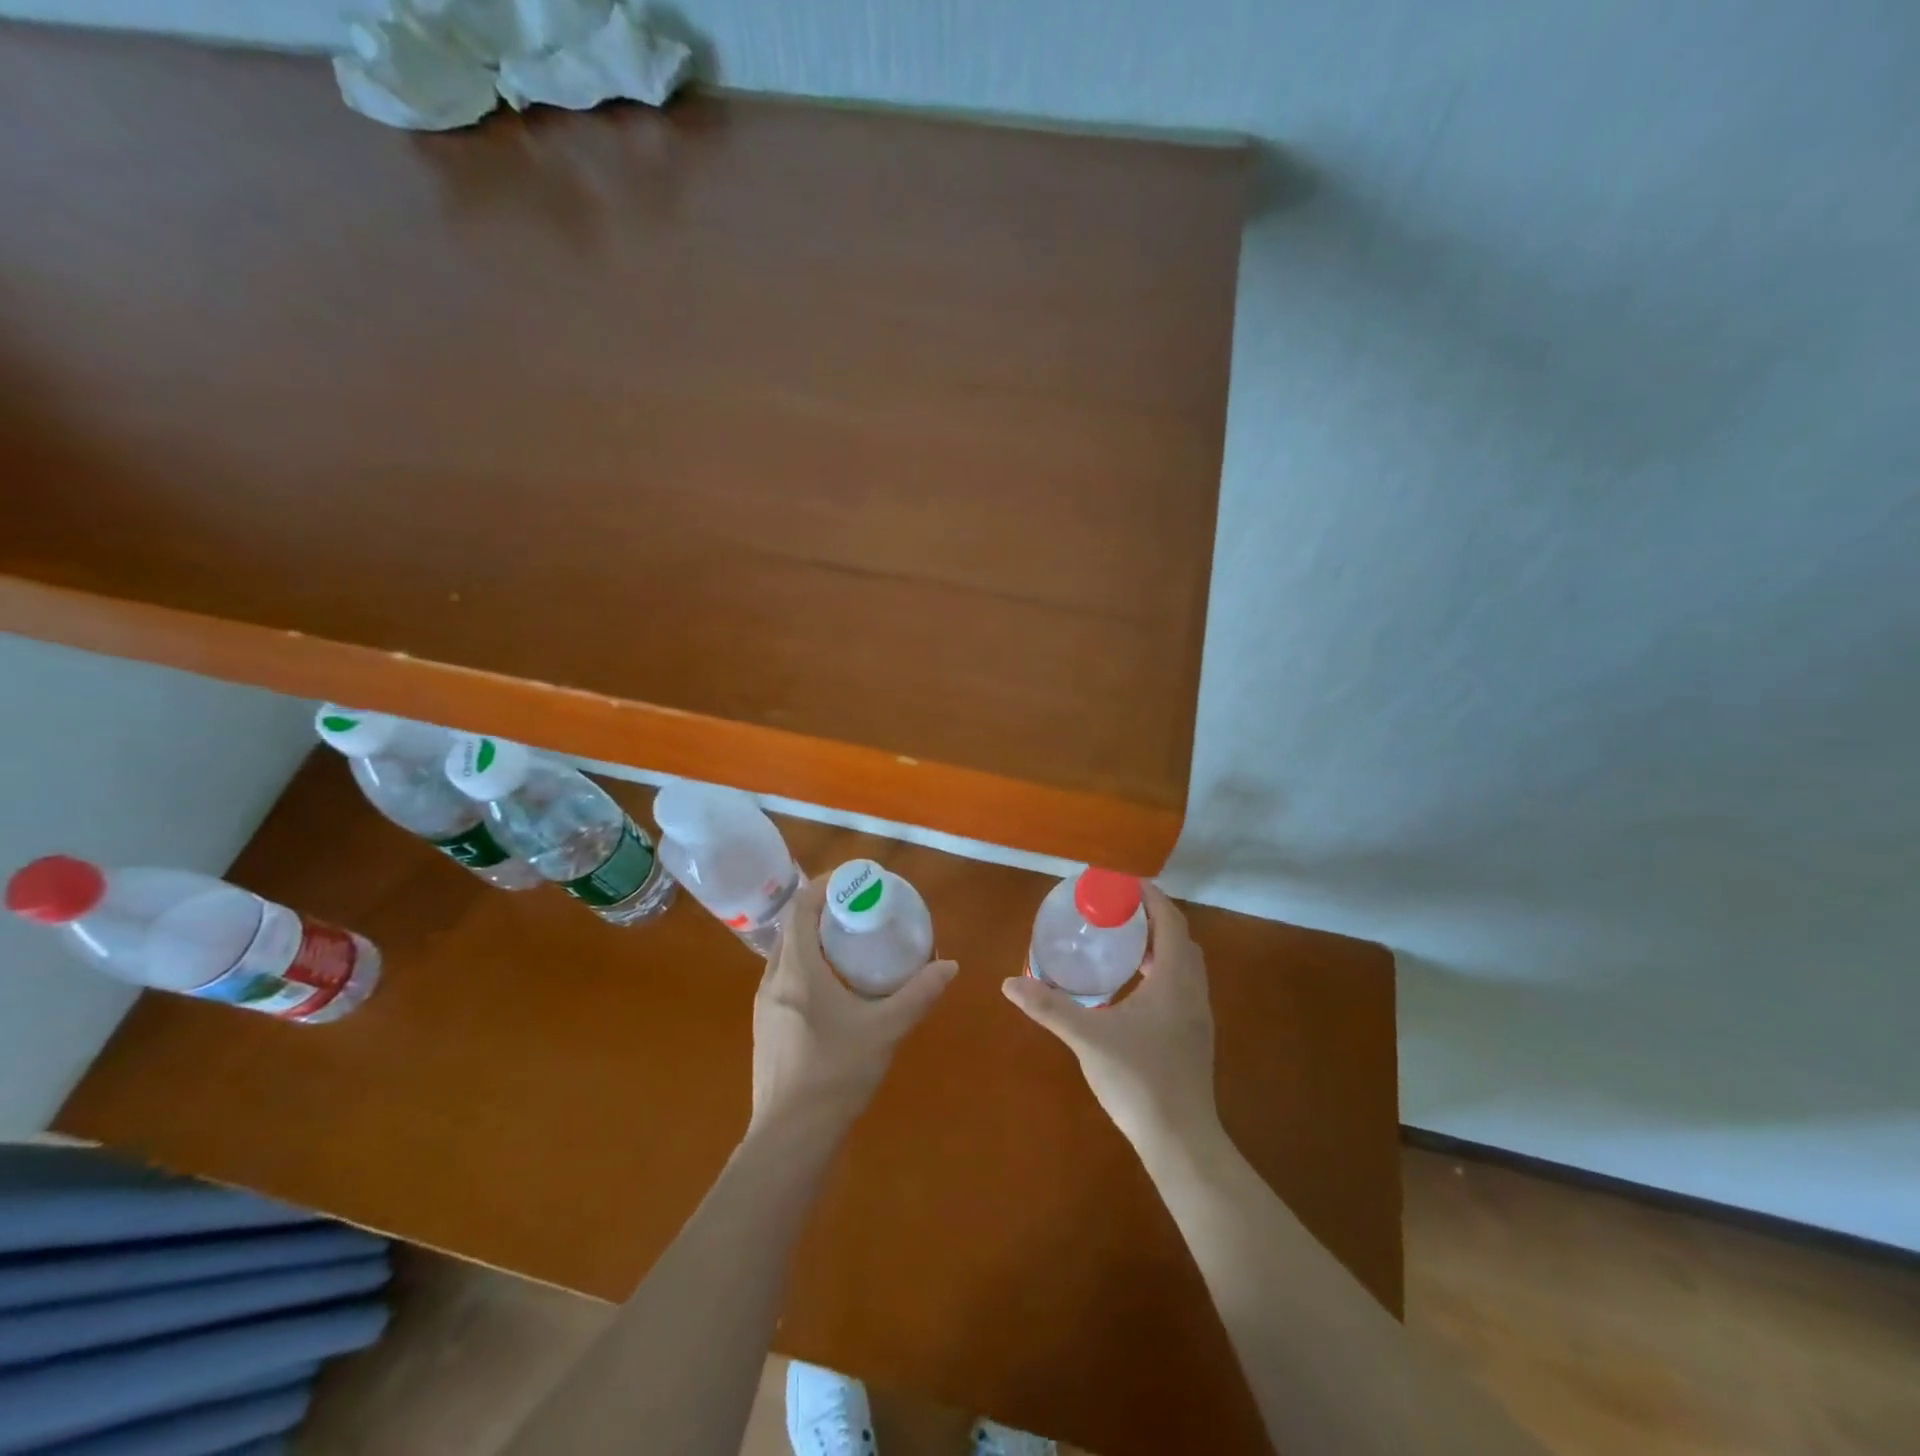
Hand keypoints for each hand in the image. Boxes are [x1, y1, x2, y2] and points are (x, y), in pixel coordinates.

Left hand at [749, 875, 956, 1135]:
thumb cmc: (836, 1072)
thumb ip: (918, 994)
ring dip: (813, 940)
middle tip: (858, 910)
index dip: (824, 886)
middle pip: (792, 928)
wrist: (790, 1135)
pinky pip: (784, 979)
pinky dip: (806, 966)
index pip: (801, 908)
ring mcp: (764, 1004)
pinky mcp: (766, 1026)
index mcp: (796, 969)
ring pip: (786, 955)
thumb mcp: (885, 1029)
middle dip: (822, 911)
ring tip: (849, 944)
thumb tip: (949, 966)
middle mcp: (773, 979)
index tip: (853, 880)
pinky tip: (833, 988)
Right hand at [1001, 883, 1218, 1151]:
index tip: (1122, 883)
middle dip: (1152, 917)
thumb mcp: (1088, 1039)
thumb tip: (1009, 983)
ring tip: (1121, 941)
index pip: (1170, 921)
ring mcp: (1197, 1016)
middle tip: (1116, 910)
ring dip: (1158, 945)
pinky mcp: (1194, 1037)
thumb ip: (1050, 1008)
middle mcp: (1193, 991)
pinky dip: (1161, 971)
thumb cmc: (1139, 1081)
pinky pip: (1181, 986)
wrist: (1182, 1141)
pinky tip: (1132, 988)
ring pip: (1184, 964)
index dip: (1150, 896)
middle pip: (1180, 938)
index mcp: (1174, 981)